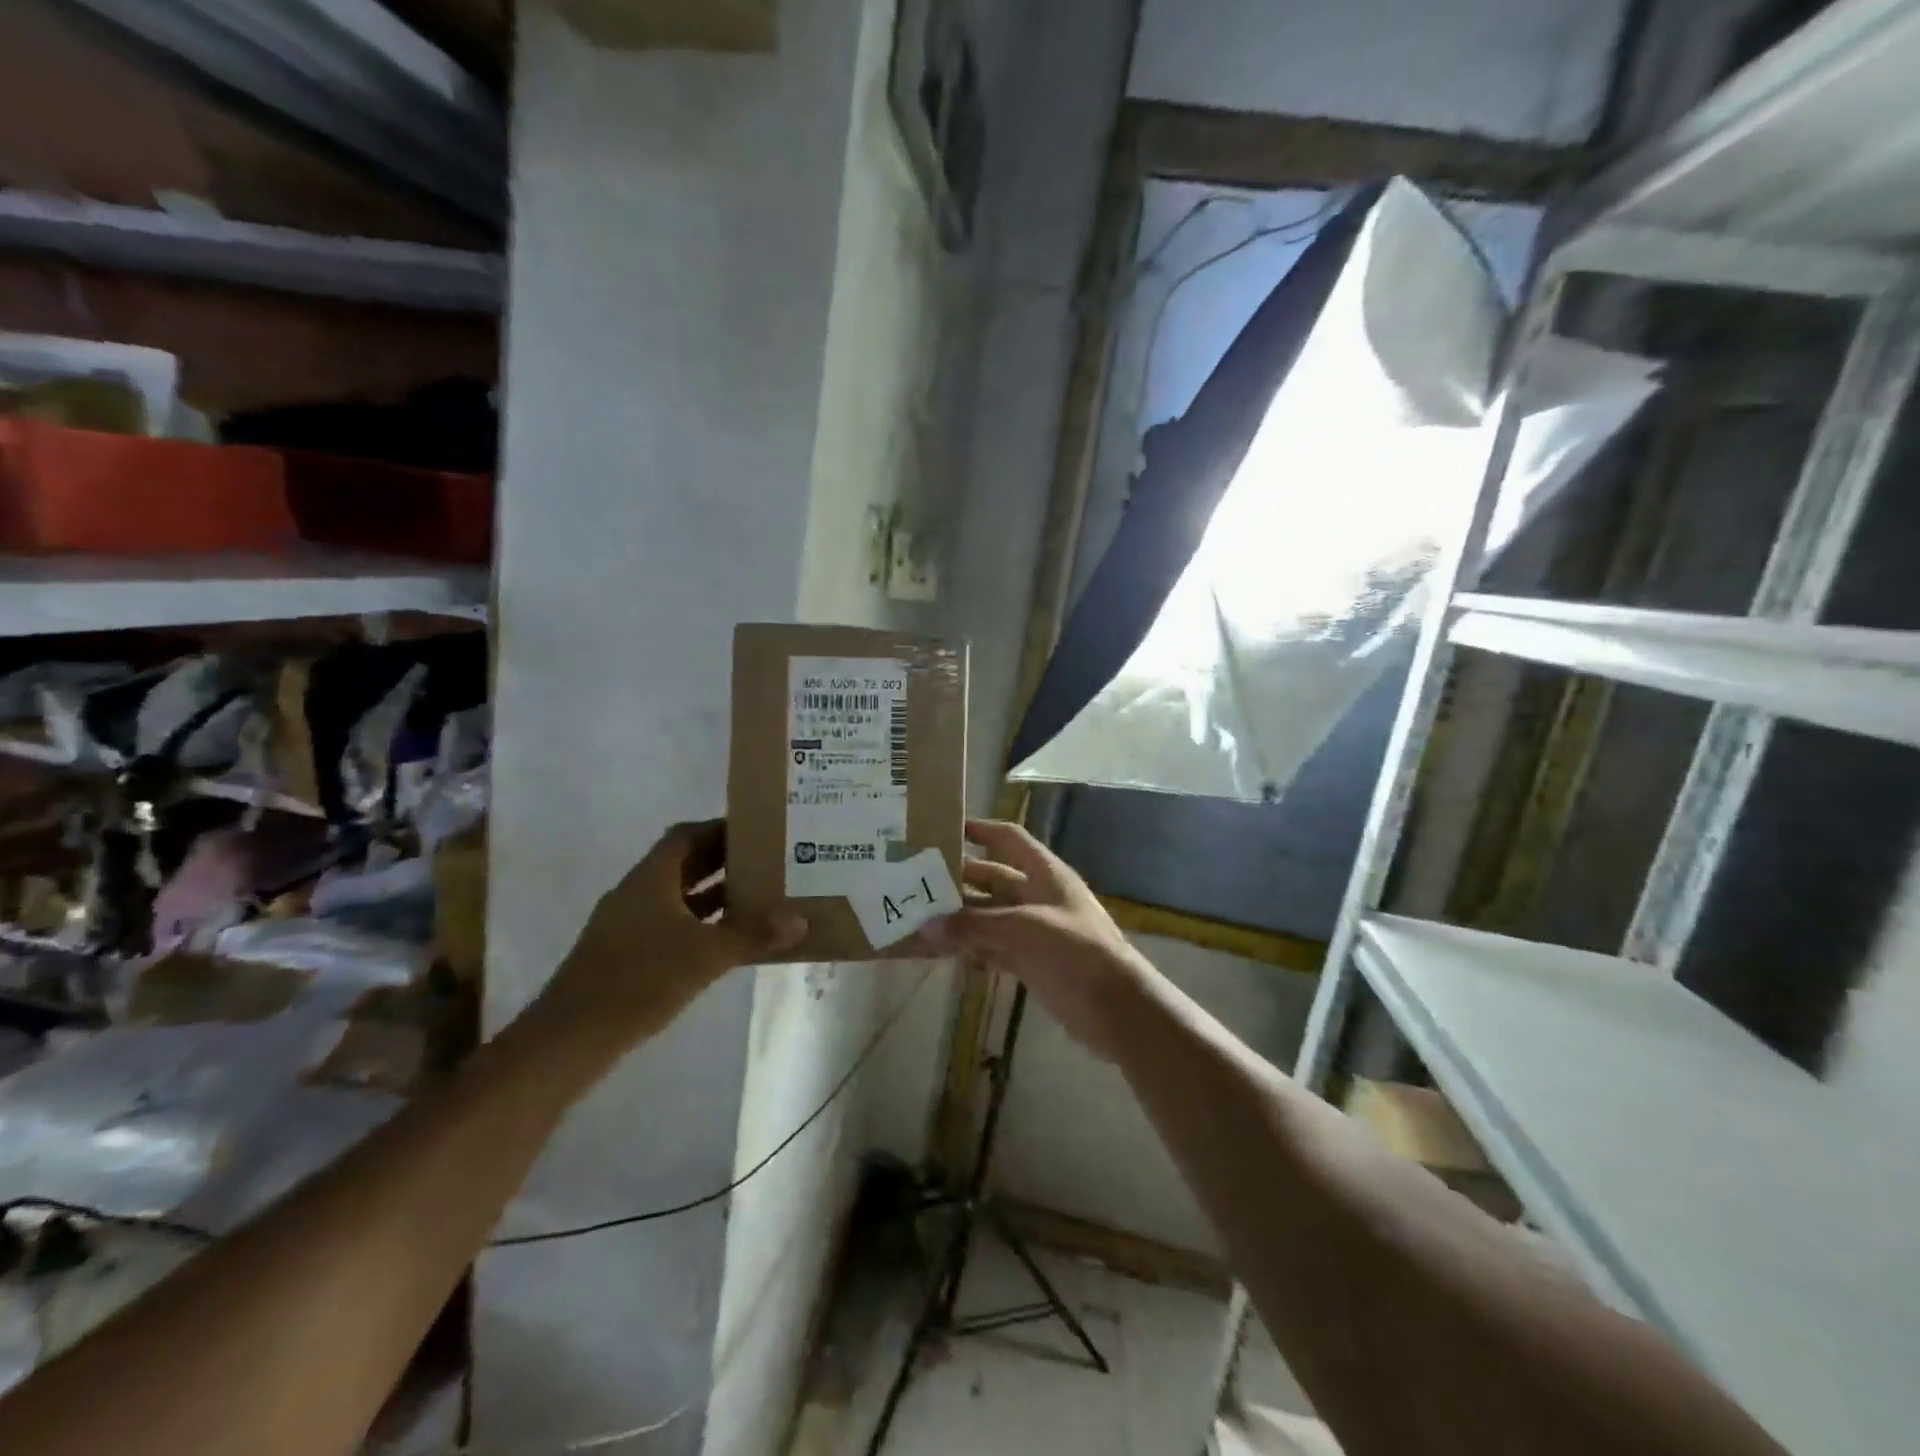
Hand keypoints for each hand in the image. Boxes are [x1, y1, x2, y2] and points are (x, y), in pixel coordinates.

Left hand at [531, 820, 806, 1055]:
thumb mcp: (706, 956)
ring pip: (677, 897)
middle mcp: (637, 893)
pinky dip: (699, 925)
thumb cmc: (640, 981)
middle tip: (767, 863)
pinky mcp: (625, 955)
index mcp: (650, 878)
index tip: (757, 833)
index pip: (686, 835)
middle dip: (723, 861)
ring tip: (757, 898)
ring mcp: (627, 925)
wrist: (570, 1039)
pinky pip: (670, 925)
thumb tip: (799, 919)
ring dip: (713, 895)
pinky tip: (725, 942)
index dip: (720, 829)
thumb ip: (753, 935)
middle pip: (683, 864)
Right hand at [923, 819, 1158, 1061]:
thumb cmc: (1076, 952)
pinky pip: (992, 946)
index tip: (945, 829)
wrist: (1116, 1008)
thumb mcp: (1024, 929)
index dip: (981, 830)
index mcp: (1045, 874)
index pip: (1009, 839)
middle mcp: (1037, 896)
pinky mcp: (1030, 961)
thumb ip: (974, 926)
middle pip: (992, 878)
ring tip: (918, 918)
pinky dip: (969, 946)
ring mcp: (1033, 930)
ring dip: (959, 918)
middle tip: (916, 881)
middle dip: (959, 879)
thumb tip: (925, 927)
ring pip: (989, 916)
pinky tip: (940, 950)